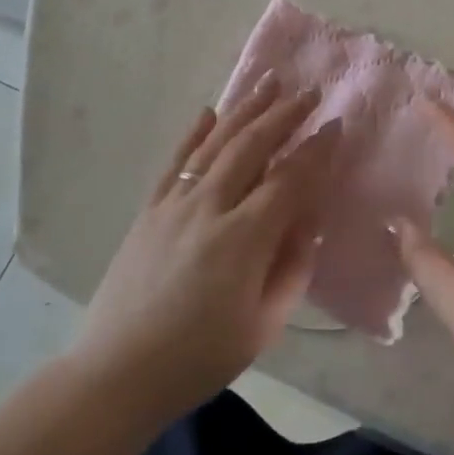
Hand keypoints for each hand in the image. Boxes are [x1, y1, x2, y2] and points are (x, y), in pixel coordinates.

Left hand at [73, 77, 339, 421]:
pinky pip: (176, 161)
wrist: (117, 373)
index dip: (317, 150)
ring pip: (216, 142)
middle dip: (285, 114)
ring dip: (245, 109)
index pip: (290, 179)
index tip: (336, 125)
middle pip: (252, 146)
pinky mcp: (150, 209)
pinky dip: (195, 133)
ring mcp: (174, 204)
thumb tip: (310, 221)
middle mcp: (209, 207)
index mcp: (243, 238)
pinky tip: (209, 112)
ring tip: (269, 81)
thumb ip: (292, 268)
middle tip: (309, 91)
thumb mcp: (262, 325)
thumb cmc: (198, 358)